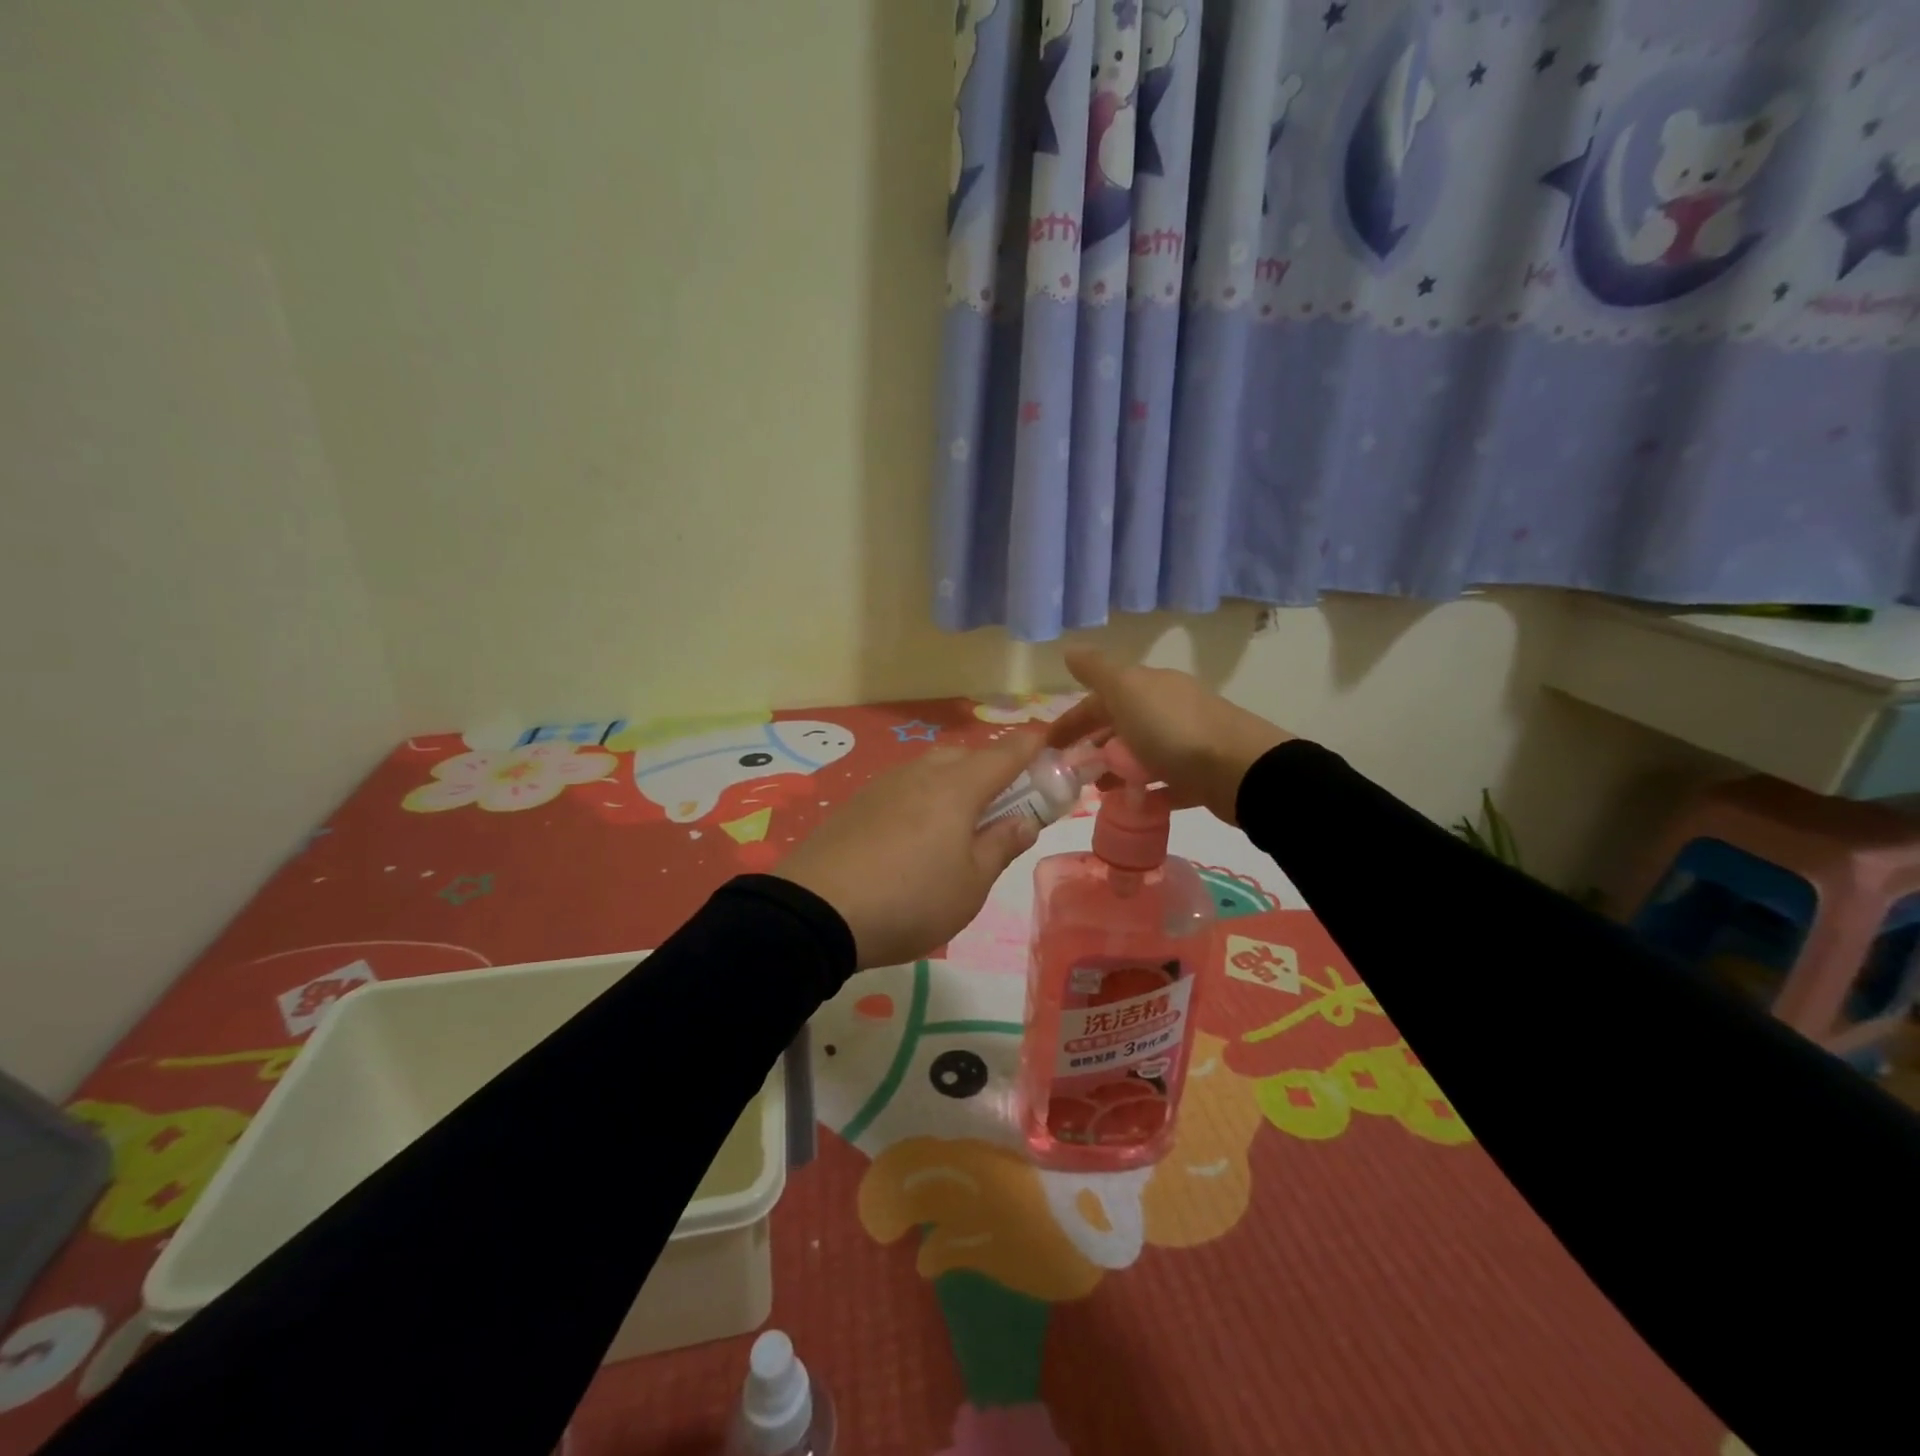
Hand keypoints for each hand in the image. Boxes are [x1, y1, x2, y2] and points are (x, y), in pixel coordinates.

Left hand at [776, 736, 1042, 967]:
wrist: (816, 912)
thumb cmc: (910, 900)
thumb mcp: (971, 885)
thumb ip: (1001, 846)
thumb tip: (1024, 820)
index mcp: (958, 787)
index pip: (1006, 752)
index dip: (1032, 744)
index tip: (1050, 741)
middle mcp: (921, 773)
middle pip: (966, 756)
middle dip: (990, 769)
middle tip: (1001, 805)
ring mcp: (884, 785)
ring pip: (930, 770)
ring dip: (953, 784)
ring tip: (955, 827)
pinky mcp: (856, 803)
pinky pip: (902, 788)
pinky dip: (920, 799)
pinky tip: (913, 836)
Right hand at [1045, 648, 1290, 825]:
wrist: (1240, 769)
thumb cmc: (1173, 729)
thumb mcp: (1127, 691)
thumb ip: (1097, 671)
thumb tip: (1070, 650)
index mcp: (1148, 687)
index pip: (1100, 699)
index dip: (1072, 720)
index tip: (1048, 747)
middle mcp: (1168, 708)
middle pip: (1122, 724)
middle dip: (1094, 743)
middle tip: (1070, 770)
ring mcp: (1188, 741)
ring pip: (1142, 753)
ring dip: (1117, 768)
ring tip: (1098, 790)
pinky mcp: (1201, 775)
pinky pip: (1166, 782)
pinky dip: (1147, 791)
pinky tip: (1133, 805)